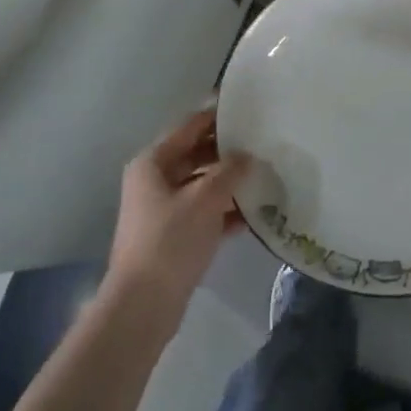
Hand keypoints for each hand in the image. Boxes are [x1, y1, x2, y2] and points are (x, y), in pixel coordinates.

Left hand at [104, 109, 250, 334]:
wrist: (144, 304)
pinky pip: (204, 212)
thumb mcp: (205, 199)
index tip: (247, 106)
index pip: (189, 127)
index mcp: (153, 162)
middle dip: (228, 151)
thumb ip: (230, 172)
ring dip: (230, 182)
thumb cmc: (170, 241)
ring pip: (202, 184)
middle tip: (264, 143)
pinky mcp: (173, 235)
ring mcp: (162, 209)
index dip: (216, 115)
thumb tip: (248, 156)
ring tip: (266, 175)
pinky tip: (255, 214)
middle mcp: (154, 180)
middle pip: (196, 154)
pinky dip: (225, 210)